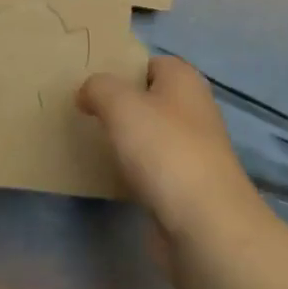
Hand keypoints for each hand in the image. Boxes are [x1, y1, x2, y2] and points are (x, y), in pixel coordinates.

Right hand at [78, 54, 263, 251]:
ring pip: (149, 134)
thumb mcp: (120, 104)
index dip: (119, 69)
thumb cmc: (164, 150)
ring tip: (90, 141)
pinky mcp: (186, 186)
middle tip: (83, 112)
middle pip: (148, 98)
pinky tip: (111, 176)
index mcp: (184, 79)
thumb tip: (87, 92)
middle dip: (118, 105)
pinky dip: (133, 170)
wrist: (204, 226)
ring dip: (125, 139)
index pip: (147, 62)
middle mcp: (193, 108)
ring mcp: (192, 149)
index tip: (88, 84)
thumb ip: (98, 88)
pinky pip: (152, 167)